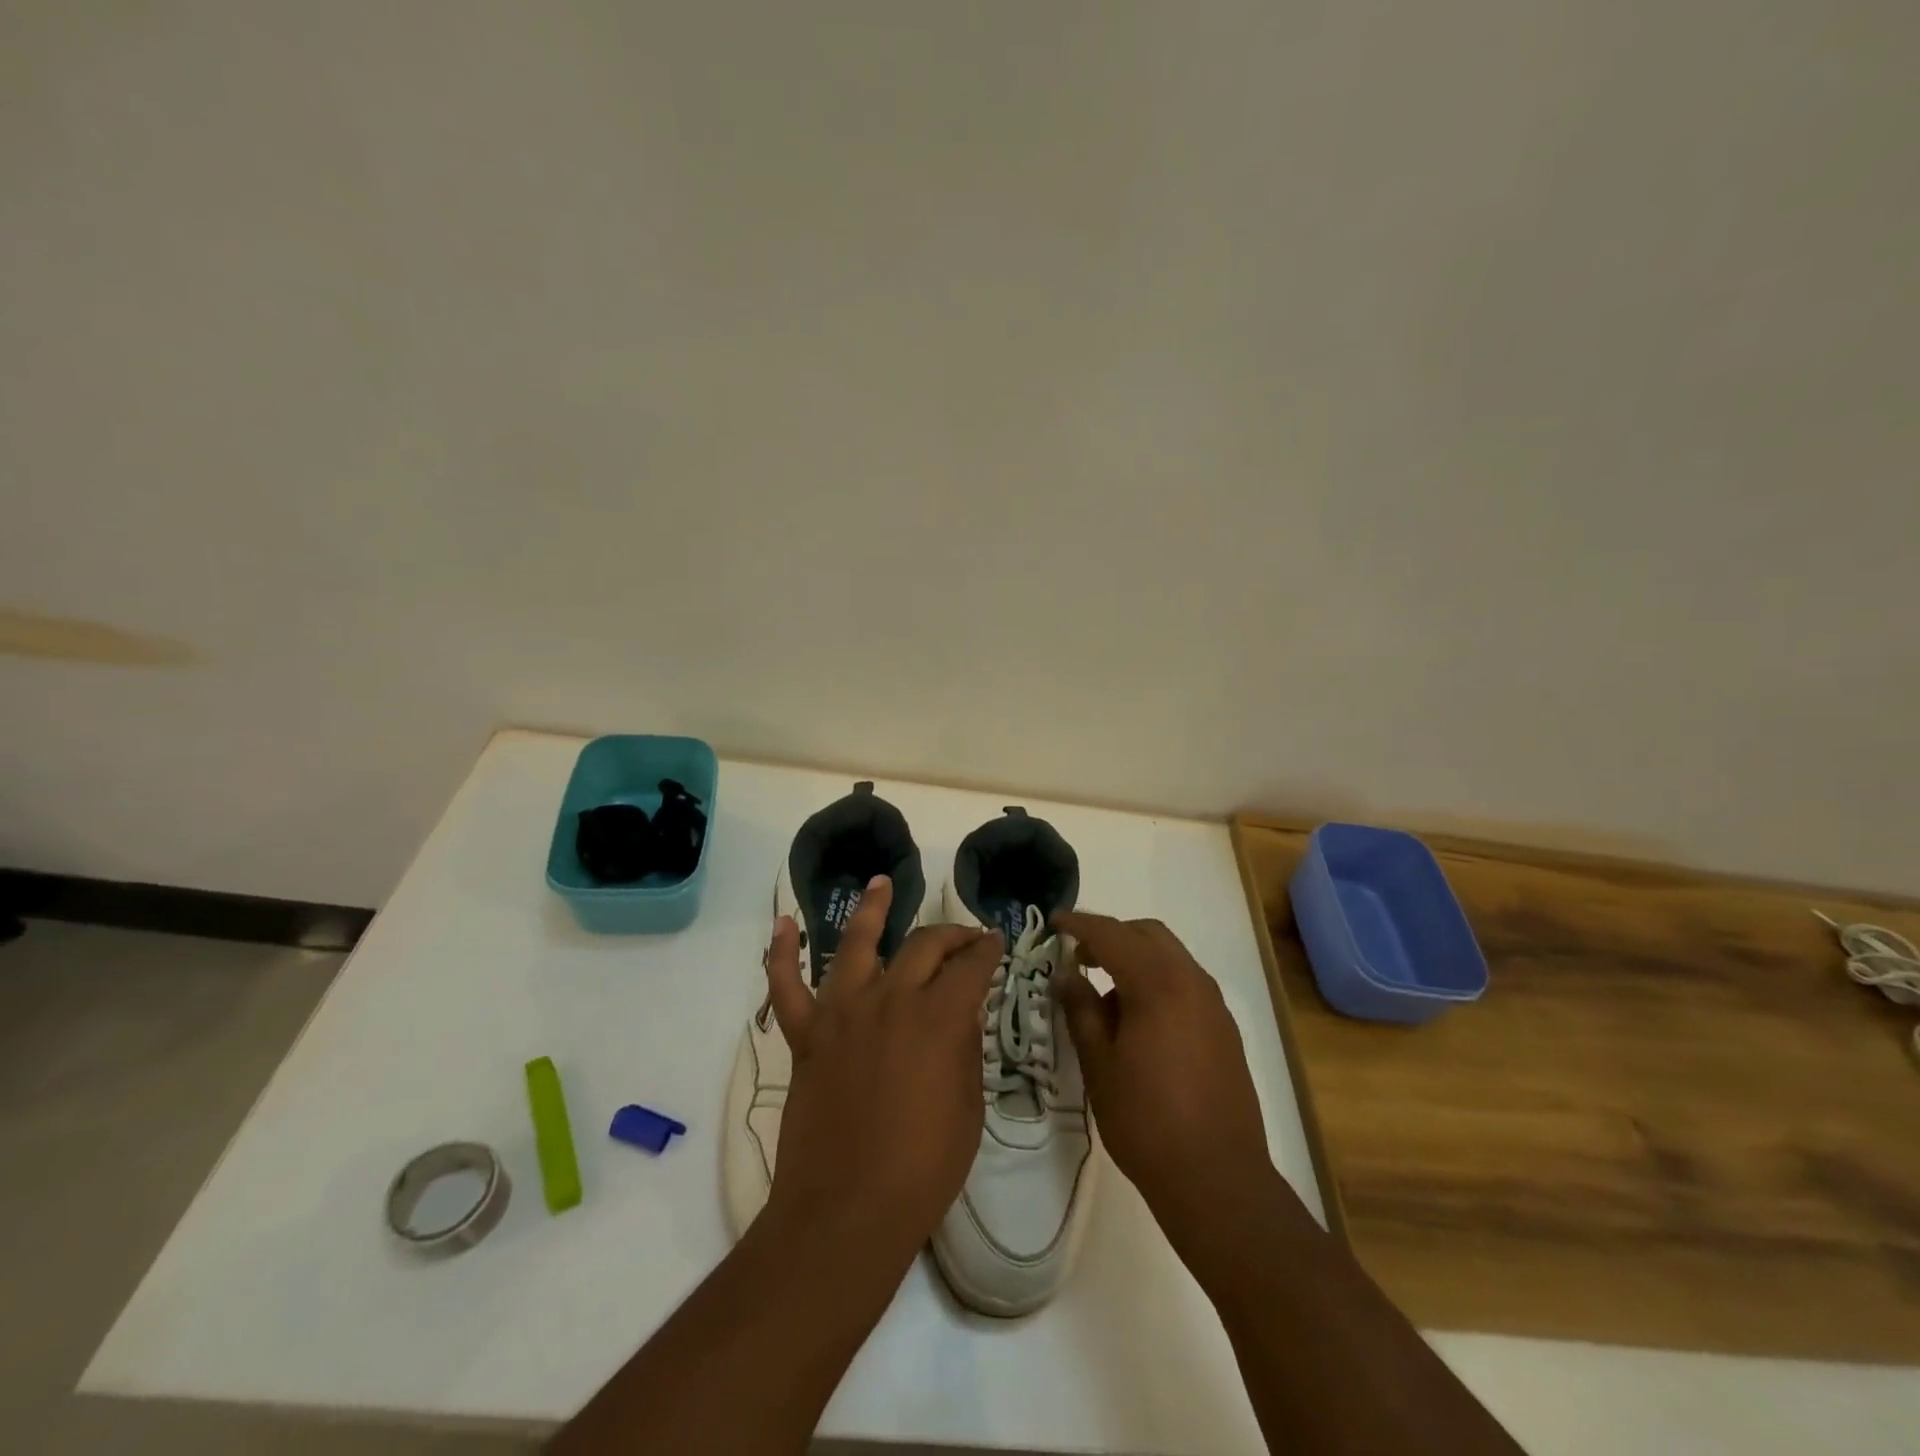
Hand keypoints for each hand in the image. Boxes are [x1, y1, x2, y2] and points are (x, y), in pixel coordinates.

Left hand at [761, 875, 1001, 1264]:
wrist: (848, 1211)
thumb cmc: (923, 1168)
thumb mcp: (967, 1107)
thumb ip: (963, 1049)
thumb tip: (960, 1014)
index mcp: (938, 1017)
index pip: (971, 966)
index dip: (988, 950)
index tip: (996, 942)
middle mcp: (891, 999)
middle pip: (923, 946)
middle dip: (950, 935)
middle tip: (965, 936)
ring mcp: (842, 1013)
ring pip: (856, 944)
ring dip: (872, 910)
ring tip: (882, 883)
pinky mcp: (806, 1035)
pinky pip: (787, 986)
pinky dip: (782, 953)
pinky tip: (784, 923)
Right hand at [1054, 912, 1276, 1247]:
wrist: (1218, 1180)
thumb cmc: (1146, 1121)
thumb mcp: (1099, 1065)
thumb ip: (1081, 1010)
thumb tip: (1068, 974)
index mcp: (1157, 984)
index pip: (1111, 934)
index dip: (1079, 924)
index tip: (1054, 922)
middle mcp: (1191, 982)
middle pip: (1148, 934)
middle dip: (1111, 935)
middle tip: (1079, 956)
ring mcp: (1213, 1005)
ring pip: (1170, 956)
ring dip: (1136, 958)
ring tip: (1105, 995)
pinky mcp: (1224, 1029)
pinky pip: (1186, 983)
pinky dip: (1157, 980)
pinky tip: (1138, 1020)